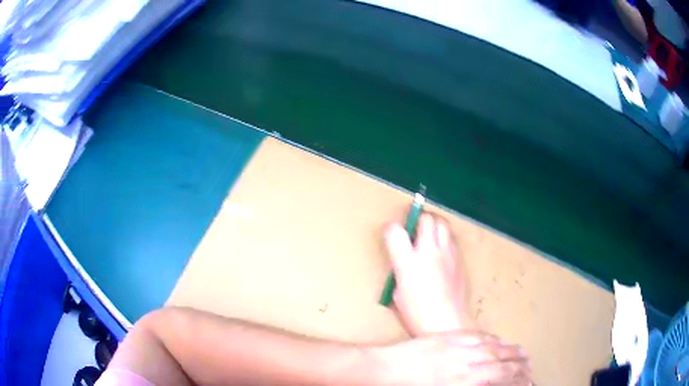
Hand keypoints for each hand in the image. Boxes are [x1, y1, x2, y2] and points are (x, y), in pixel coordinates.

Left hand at [372, 330, 530, 385]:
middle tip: (531, 366)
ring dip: (511, 351)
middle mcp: (465, 365)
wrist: (383, 370)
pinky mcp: (448, 338)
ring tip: (524, 353)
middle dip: (519, 366)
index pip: (500, 378)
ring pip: (493, 348)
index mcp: (463, 383)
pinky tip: (500, 341)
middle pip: (501, 363)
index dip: (517, 379)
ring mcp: (458, 348)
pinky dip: (492, 340)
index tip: (529, 380)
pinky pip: (477, 337)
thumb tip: (486, 384)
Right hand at [384, 213, 471, 334]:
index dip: (391, 229)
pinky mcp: (459, 258)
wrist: (447, 323)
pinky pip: (452, 238)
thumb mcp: (397, 292)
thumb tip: (404, 257)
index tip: (392, 235)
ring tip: (429, 236)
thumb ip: (400, 269)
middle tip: (414, 230)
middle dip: (417, 220)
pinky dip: (444, 238)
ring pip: (442, 222)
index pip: (395, 231)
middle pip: (425, 218)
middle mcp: (429, 252)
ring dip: (434, 224)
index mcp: (408, 263)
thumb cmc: (416, 314)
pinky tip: (441, 252)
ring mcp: (447, 254)